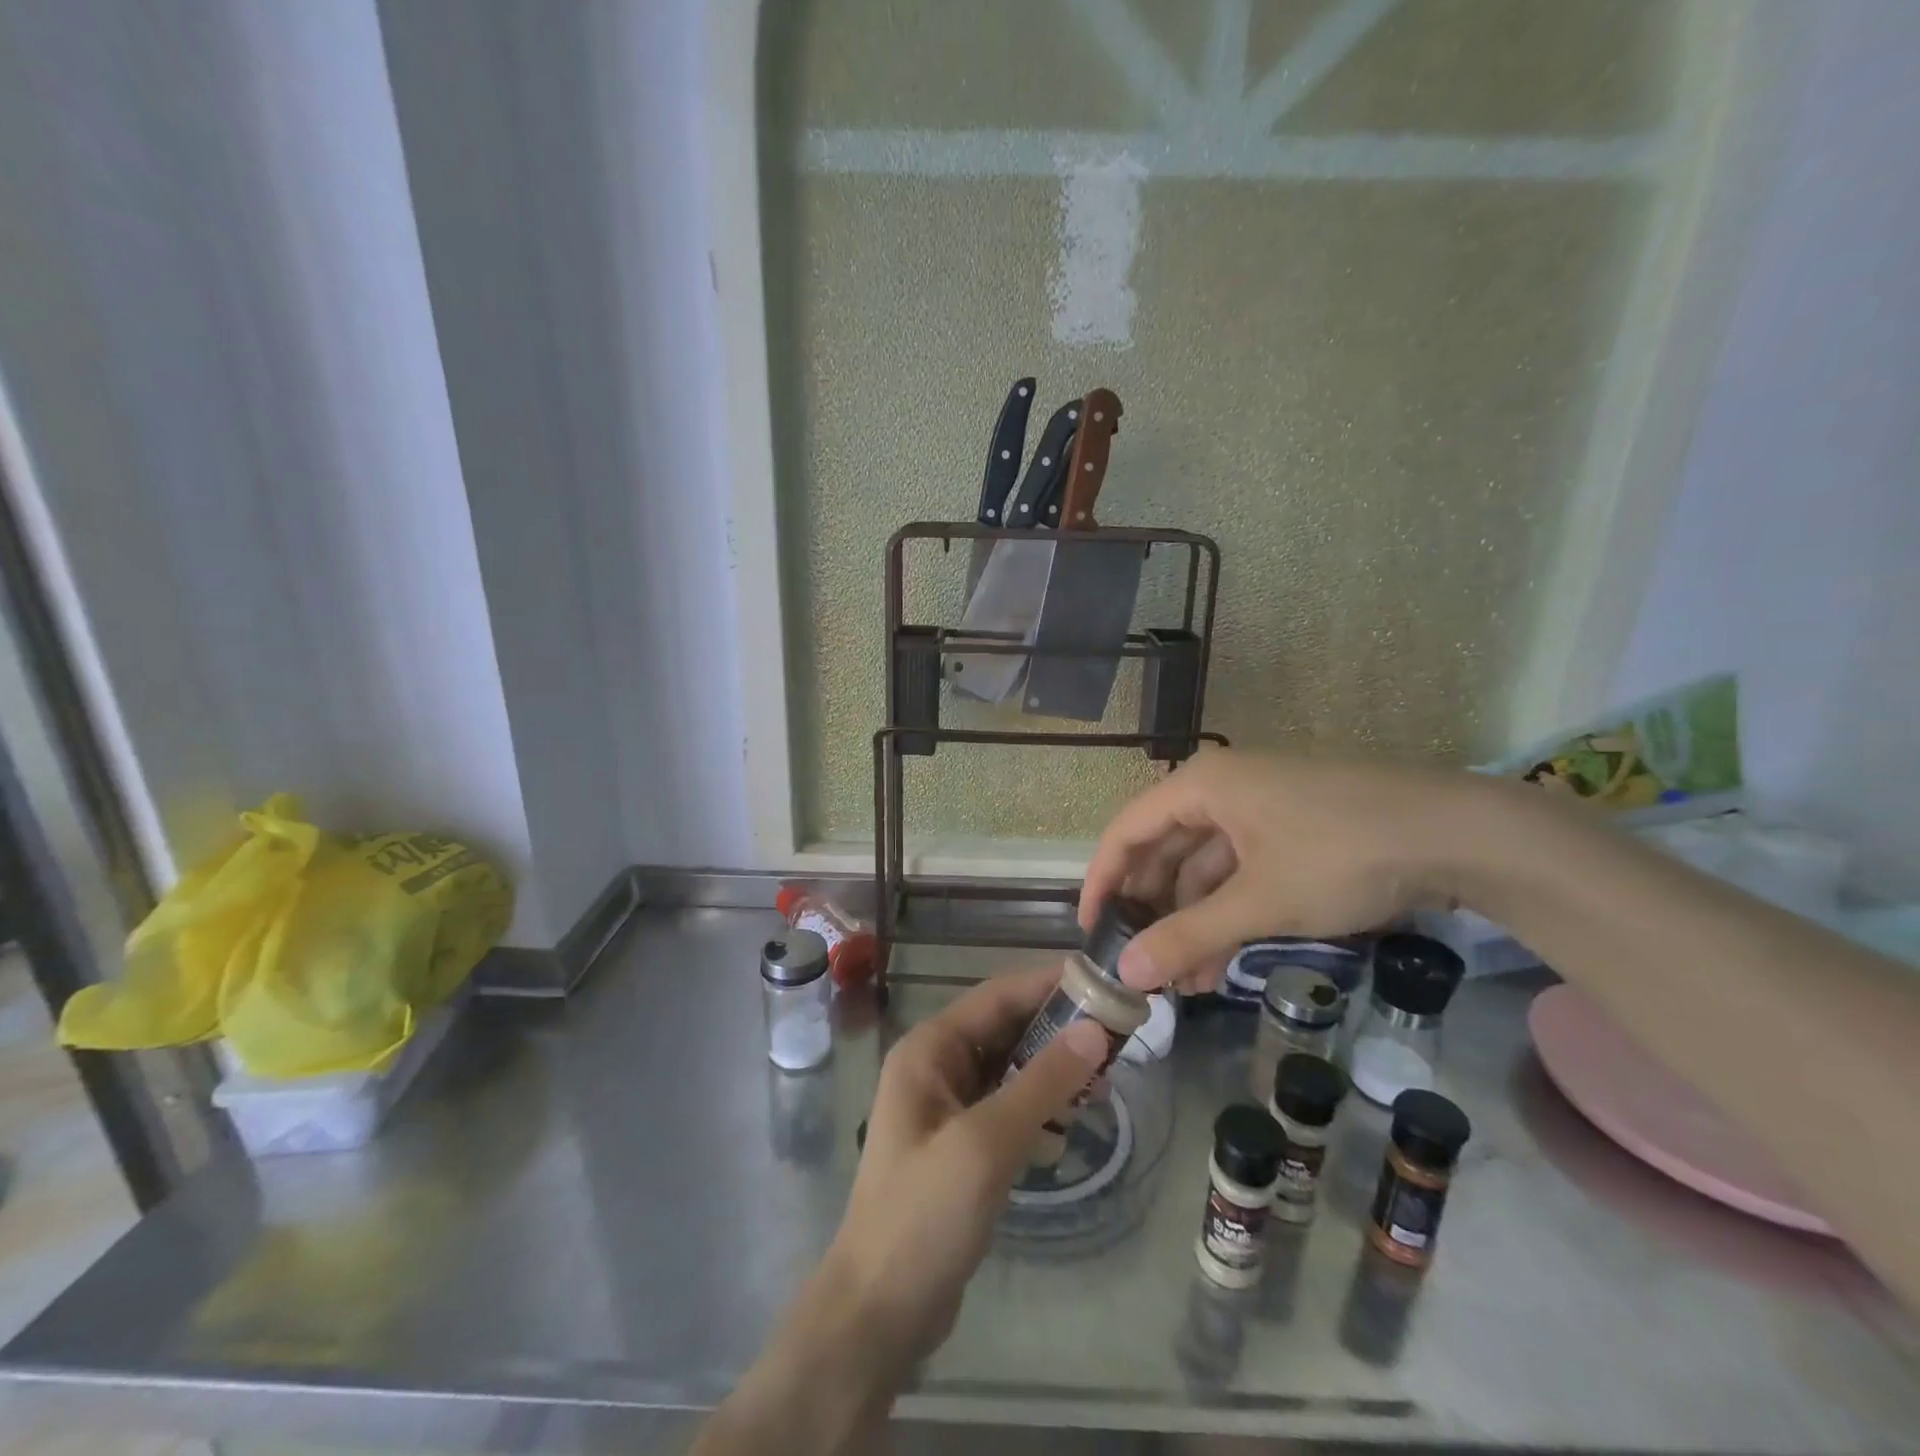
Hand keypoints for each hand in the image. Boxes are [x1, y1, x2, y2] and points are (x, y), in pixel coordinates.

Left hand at [823, 967, 1107, 1362]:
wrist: (879, 1310)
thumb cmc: (924, 1215)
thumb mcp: (986, 1143)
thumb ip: (1041, 1083)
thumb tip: (1094, 1030)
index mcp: (929, 1049)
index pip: (996, 996)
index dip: (1047, 984)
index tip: (1102, 981)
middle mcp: (936, 1066)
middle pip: (1005, 1028)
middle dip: (1057, 1029)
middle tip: (1117, 1033)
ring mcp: (948, 1106)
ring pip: (1010, 1067)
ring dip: (1052, 1068)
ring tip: (1104, 1078)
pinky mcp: (962, 1143)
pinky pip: (1007, 1104)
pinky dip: (1040, 1105)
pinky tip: (1071, 1120)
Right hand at [1079, 749, 1476, 991]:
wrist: (1459, 834)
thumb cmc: (1341, 855)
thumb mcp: (1259, 902)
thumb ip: (1189, 936)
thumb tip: (1126, 973)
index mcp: (1201, 786)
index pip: (1126, 831)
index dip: (1102, 882)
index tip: (1090, 931)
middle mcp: (1221, 789)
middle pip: (1164, 850)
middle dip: (1153, 911)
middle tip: (1141, 964)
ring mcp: (1259, 809)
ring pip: (1205, 867)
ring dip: (1193, 922)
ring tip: (1187, 982)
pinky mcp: (1291, 830)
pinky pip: (1240, 871)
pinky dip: (1229, 912)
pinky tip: (1225, 960)